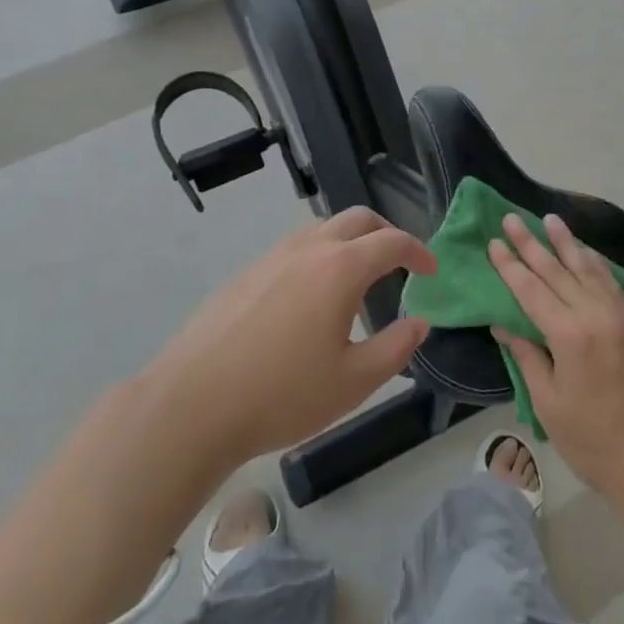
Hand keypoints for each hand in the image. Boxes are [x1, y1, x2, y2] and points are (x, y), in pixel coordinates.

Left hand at [145, 208, 436, 468]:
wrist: (193, 404)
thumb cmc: (282, 395)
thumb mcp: (353, 382)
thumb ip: (396, 348)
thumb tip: (419, 322)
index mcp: (340, 268)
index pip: (392, 241)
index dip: (419, 252)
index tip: (431, 270)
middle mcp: (308, 249)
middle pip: (358, 219)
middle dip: (387, 233)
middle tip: (400, 262)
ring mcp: (272, 257)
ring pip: (323, 229)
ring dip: (351, 241)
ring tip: (358, 277)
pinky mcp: (246, 273)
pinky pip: (295, 248)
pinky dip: (319, 255)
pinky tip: (311, 297)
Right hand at [488, 213, 623, 513]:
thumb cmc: (592, 440)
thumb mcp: (548, 403)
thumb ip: (527, 356)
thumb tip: (504, 324)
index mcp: (569, 335)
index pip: (531, 290)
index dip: (510, 265)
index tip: (494, 241)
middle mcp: (594, 315)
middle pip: (557, 271)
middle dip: (532, 244)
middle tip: (512, 218)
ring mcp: (619, 317)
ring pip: (587, 269)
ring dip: (566, 243)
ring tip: (550, 220)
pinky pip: (611, 283)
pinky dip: (595, 263)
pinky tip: (585, 252)